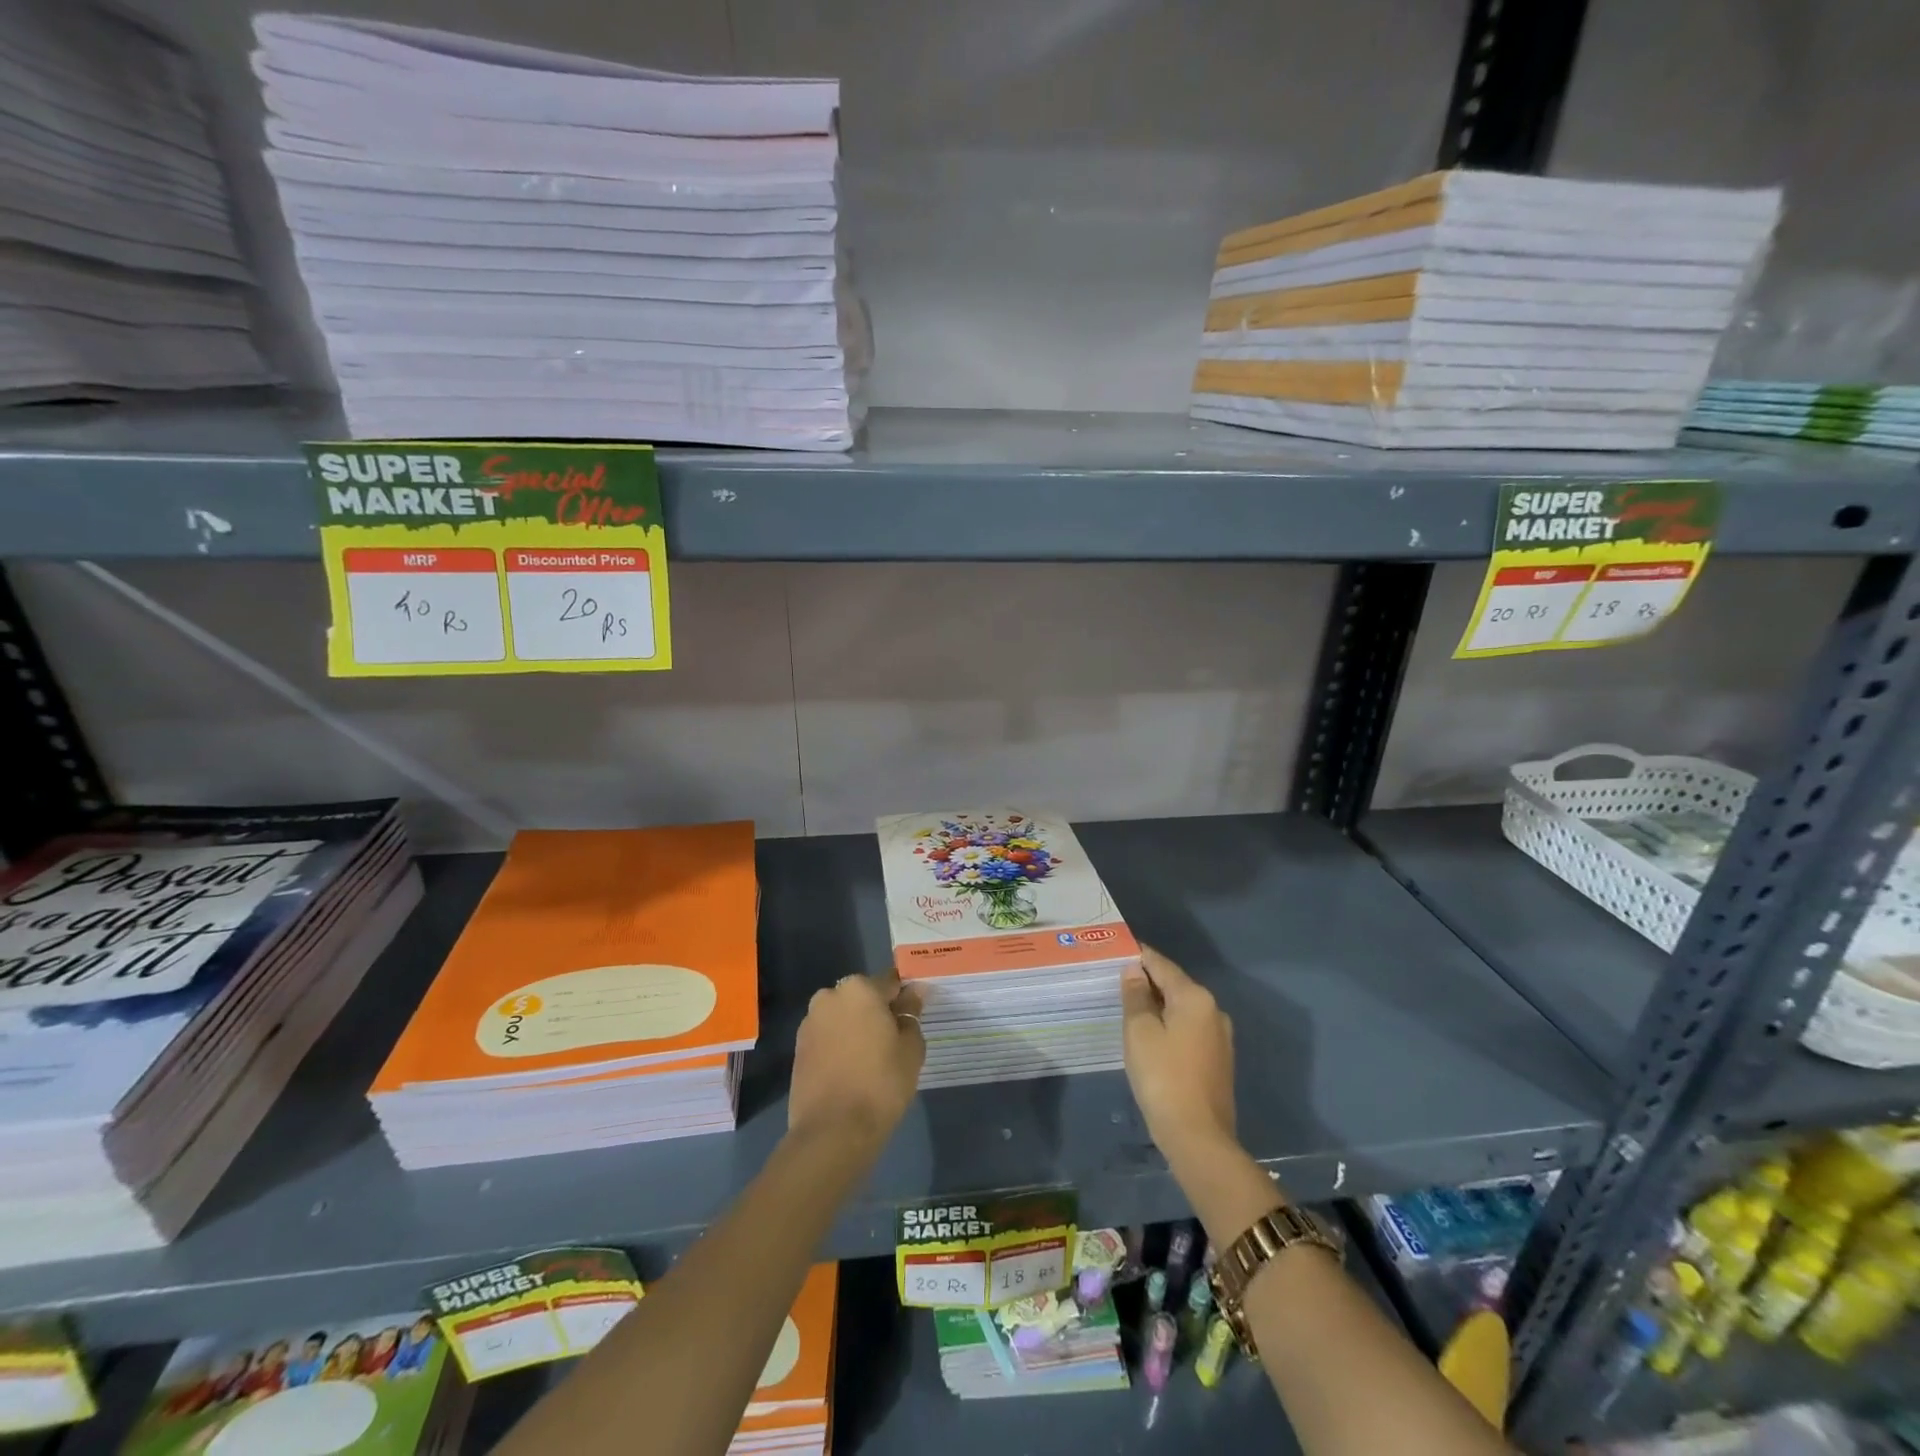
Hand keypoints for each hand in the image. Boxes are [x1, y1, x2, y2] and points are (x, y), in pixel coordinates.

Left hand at [788, 970, 924, 1146]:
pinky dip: (840, 1046)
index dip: (904, 998)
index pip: (890, 982)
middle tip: (894, 1041)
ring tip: (872, 1060)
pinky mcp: (798, 1048)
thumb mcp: (910, 1047)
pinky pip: (827, 1037)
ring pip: (843, 1017)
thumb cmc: (881, 1083)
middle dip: (877, 1012)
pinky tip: (851, 1070)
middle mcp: (830, 996)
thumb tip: (913, 992)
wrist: (833, 1131)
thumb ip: (911, 1014)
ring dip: (856, 1028)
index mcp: (859, 988)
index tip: (914, 1016)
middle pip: (863, 997)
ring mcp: (810, 1022)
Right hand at [1121, 947, 1236, 1164]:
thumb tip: (1135, 970)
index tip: (1115, 951)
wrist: (1198, 1138)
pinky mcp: (1218, 1060)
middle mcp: (1213, 1010)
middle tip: (1115, 982)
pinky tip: (1151, 1037)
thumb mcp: (1140, 1031)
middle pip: (1174, 985)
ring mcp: (1220, 1037)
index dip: (1137, 956)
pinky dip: (1169, 1026)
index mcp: (1195, 997)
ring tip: (1129, 1009)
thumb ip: (1136, 995)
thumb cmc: (1163, 1077)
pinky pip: (1189, 1029)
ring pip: (1182, 1008)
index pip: (1160, 964)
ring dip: (1158, 1006)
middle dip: (1147, 982)